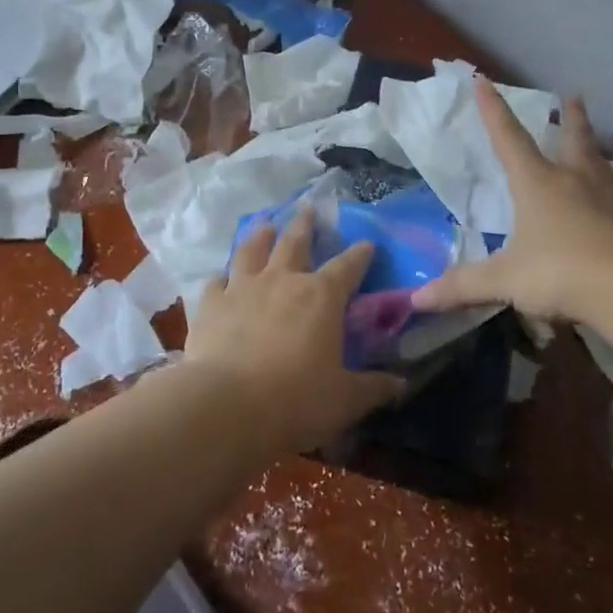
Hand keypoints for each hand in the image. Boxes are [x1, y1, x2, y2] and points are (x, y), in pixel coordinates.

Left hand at [184, 211, 402, 454]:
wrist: (227, 404)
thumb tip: (401, 385)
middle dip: (304, 224)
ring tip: (264, 223)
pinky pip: (216, 282)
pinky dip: (221, 277)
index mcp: (322, 296)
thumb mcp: (345, 399)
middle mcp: (283, 281)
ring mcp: (243, 288)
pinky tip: (221, 277)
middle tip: (307, 208)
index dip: (360, 254)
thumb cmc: (296, 400)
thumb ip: (374, 388)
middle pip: (295, 242)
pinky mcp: (211, 304)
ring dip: (260, 235)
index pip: (348, 266)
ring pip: (252, 250)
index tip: (368, 243)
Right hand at [413, 78, 612, 322]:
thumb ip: (464, 286)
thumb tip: (417, 300)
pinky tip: (612, 203)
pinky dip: (611, 192)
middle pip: (573, 140)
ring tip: (593, 144)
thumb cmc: (560, 271)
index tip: (483, 80)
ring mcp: (608, 201)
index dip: (493, 110)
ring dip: (593, 149)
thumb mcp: (506, 280)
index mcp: (538, 183)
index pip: (509, 138)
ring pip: (600, 165)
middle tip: (575, 96)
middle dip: (570, 118)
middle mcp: (574, 182)